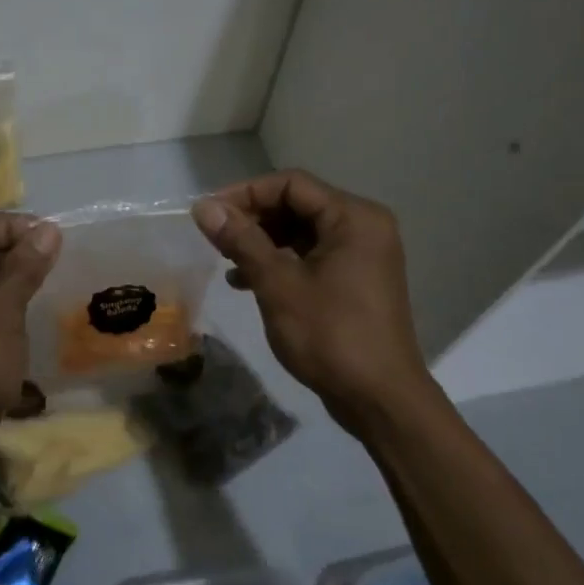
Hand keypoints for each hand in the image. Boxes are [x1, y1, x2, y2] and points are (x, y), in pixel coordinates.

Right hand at [192, 171, 431, 431]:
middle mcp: (364, 227)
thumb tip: (203, 207)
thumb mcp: (278, 284)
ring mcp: (363, 255)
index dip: (245, 193)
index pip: (292, 184)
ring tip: (226, 261)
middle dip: (253, 218)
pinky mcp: (356, 281)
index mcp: (354, 217)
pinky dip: (281, 263)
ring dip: (263, 242)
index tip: (209, 214)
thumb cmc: (330, 335)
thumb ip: (242, 240)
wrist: (379, 400)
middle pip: (298, 205)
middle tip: (214, 238)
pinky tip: (247, 282)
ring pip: (302, 233)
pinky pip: (313, 257)